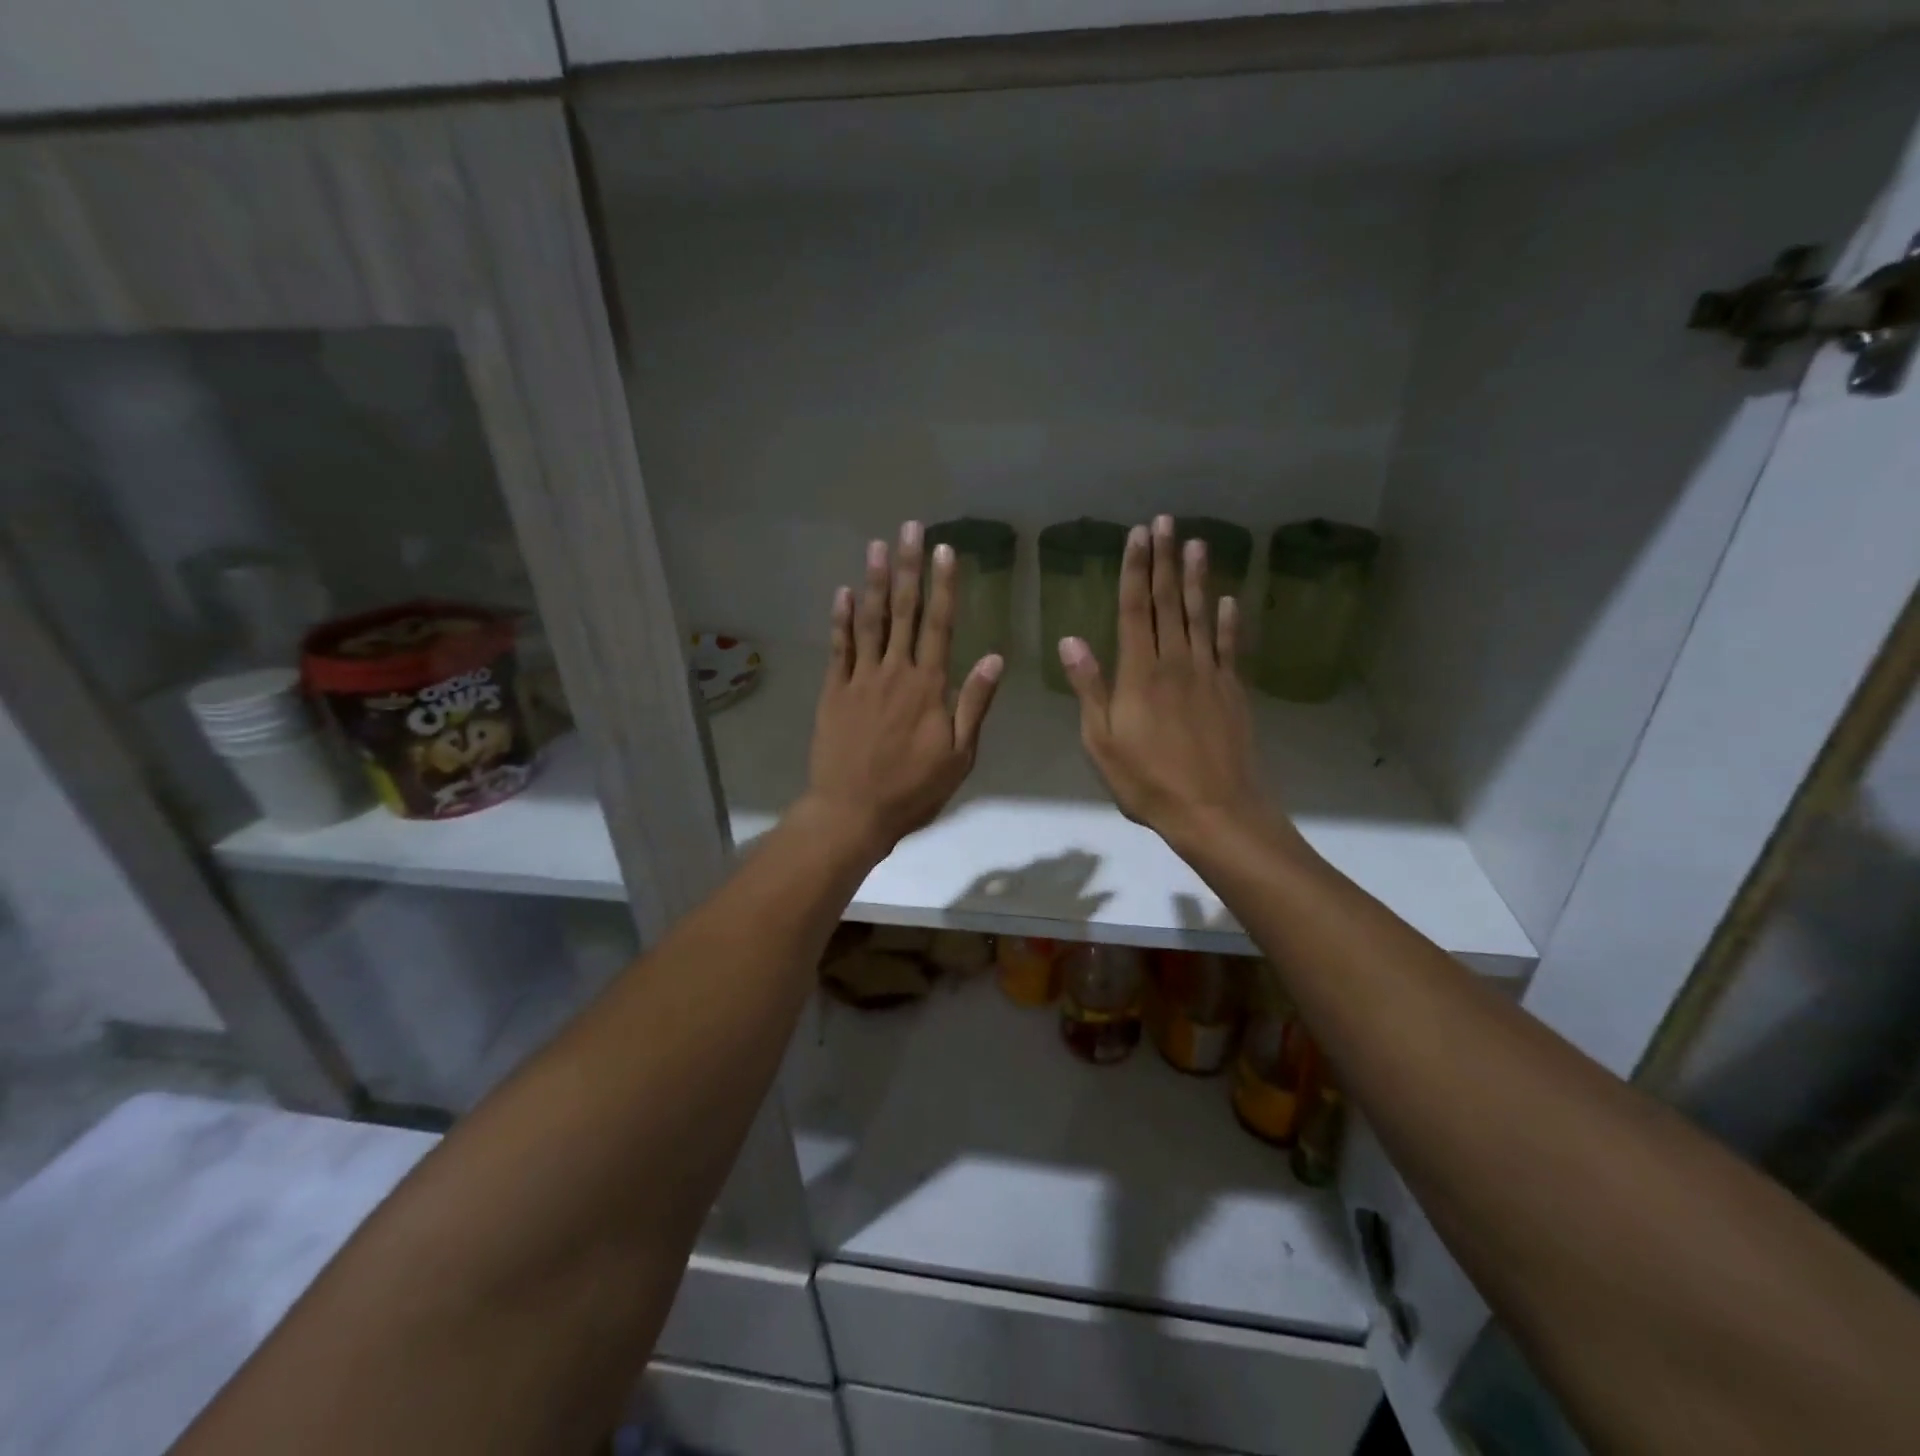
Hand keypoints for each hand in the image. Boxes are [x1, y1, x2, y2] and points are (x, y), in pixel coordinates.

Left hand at [802, 521, 1004, 858]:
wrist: (853, 812)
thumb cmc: (913, 789)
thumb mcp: (959, 755)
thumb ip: (974, 704)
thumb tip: (994, 657)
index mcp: (928, 686)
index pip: (939, 625)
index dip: (943, 586)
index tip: (945, 551)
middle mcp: (894, 672)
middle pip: (903, 611)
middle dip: (909, 568)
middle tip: (910, 528)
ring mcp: (860, 679)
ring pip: (869, 621)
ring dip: (874, 581)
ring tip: (877, 545)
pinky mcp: (833, 691)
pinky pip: (838, 648)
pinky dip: (841, 619)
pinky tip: (843, 592)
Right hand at [1058, 514, 1279, 849]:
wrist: (1214, 811)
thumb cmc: (1147, 781)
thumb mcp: (1102, 741)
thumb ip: (1089, 688)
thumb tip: (1071, 640)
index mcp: (1139, 673)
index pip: (1136, 610)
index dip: (1136, 570)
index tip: (1138, 535)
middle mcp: (1176, 663)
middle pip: (1169, 603)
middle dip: (1165, 560)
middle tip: (1167, 521)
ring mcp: (1209, 675)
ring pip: (1200, 616)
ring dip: (1197, 579)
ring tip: (1198, 543)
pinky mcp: (1232, 692)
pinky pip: (1229, 648)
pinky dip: (1227, 622)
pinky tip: (1228, 600)